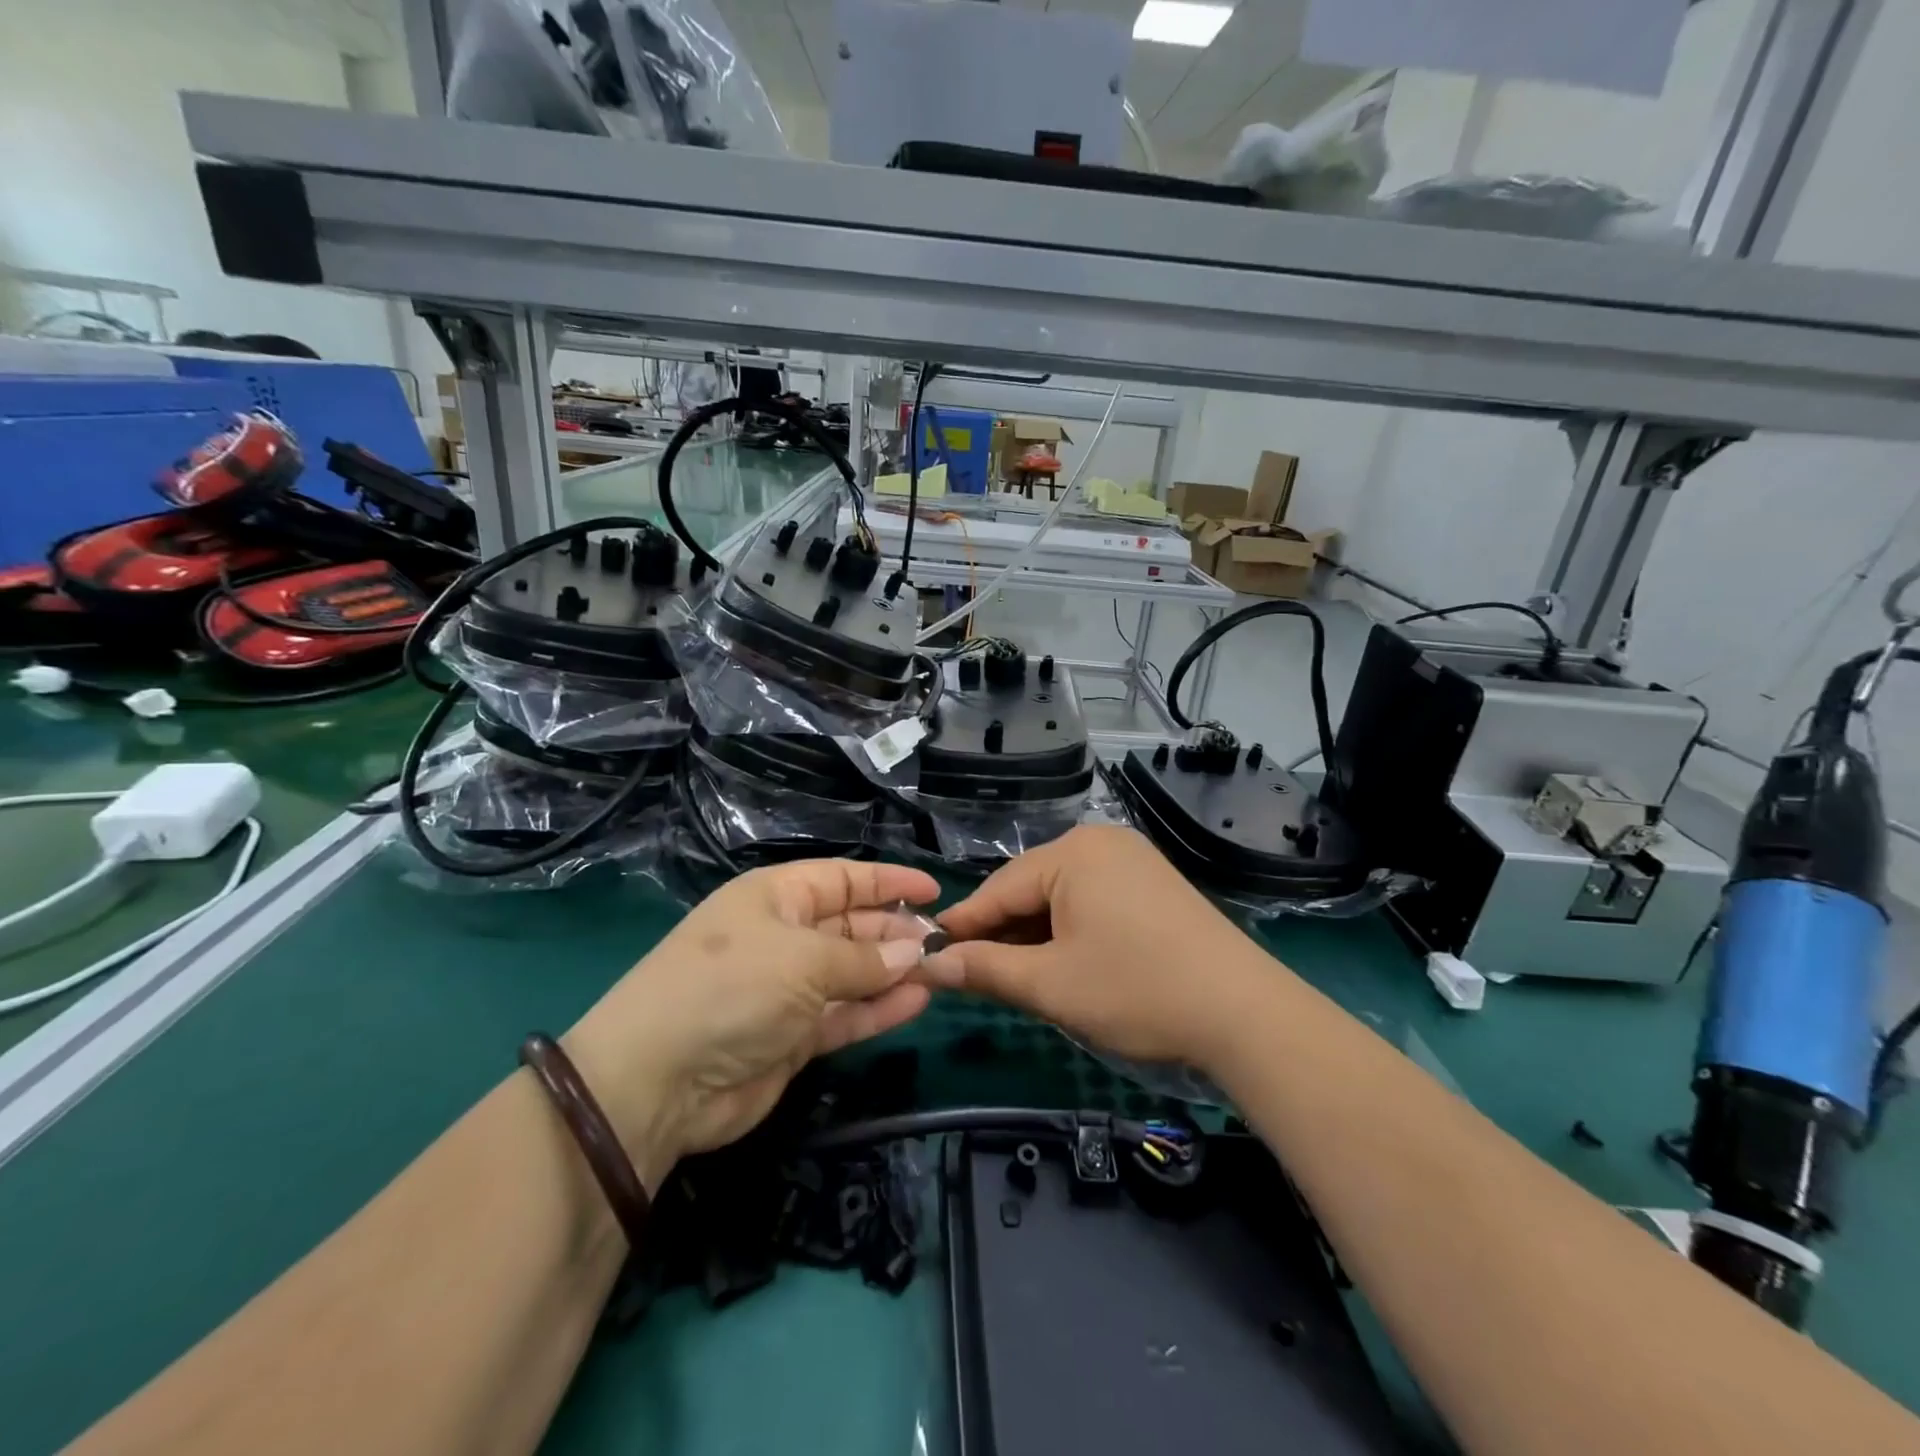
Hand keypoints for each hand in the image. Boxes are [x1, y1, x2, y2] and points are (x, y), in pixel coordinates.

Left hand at [564, 860, 939, 1187]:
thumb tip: (915, 951)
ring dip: (894, 971)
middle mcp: (783, 936)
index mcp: (776, 897)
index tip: (933, 891)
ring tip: (941, 970)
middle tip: (943, 942)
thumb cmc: (732, 987)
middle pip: (851, 925)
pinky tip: (918, 1001)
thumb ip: (864, 958)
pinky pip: (845, 1014)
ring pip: (853, 972)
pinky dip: (879, 1008)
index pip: (842, 879)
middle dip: (895, 931)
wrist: (658, 1081)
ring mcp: (787, 989)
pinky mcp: (793, 1037)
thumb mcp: (802, 959)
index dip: (887, 882)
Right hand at [923, 826, 1281, 1068]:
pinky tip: (1063, 960)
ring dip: (1035, 934)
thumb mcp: (1051, 985)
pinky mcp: (1153, 884)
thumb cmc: (1136, 992)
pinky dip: (1069, 929)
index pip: (998, 888)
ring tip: (1016, 975)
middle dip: (1003, 932)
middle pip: (1030, 888)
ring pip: (1061, 896)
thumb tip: (929, 964)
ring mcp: (1132, 860)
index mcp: (1072, 853)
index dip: (963, 925)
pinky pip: (1092, 899)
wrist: (1244, 1014)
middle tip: (974, 975)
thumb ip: (986, 969)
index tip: (929, 954)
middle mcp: (1100, 842)